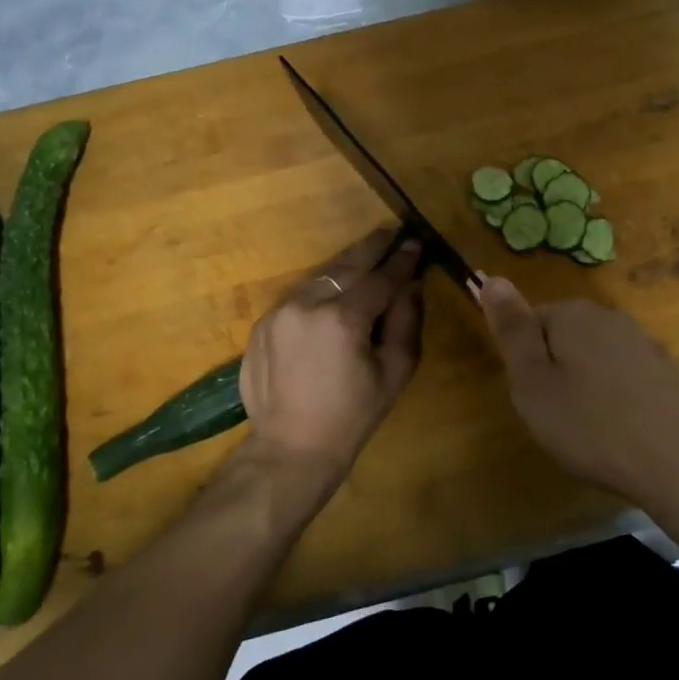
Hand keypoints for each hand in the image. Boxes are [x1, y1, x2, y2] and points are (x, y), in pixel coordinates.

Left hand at [239, 228, 424, 481]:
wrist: (291, 447)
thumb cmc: (353, 415)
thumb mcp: (394, 371)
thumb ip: (406, 320)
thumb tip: (412, 283)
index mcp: (343, 319)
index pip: (380, 277)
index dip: (401, 260)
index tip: (416, 243)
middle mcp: (307, 304)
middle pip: (346, 265)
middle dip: (372, 247)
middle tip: (392, 232)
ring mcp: (278, 312)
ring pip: (319, 277)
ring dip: (345, 266)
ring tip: (366, 256)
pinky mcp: (262, 324)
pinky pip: (299, 297)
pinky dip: (320, 290)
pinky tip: (334, 293)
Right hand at [477, 276, 678, 515]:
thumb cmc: (592, 426)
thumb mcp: (533, 382)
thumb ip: (512, 330)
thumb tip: (491, 277)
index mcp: (573, 314)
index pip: (529, 320)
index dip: (523, 361)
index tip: (530, 397)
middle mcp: (610, 318)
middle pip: (563, 337)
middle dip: (553, 372)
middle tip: (554, 417)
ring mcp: (644, 344)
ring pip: (594, 359)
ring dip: (585, 387)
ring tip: (588, 431)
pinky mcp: (668, 374)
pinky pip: (624, 379)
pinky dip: (615, 401)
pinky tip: (620, 434)